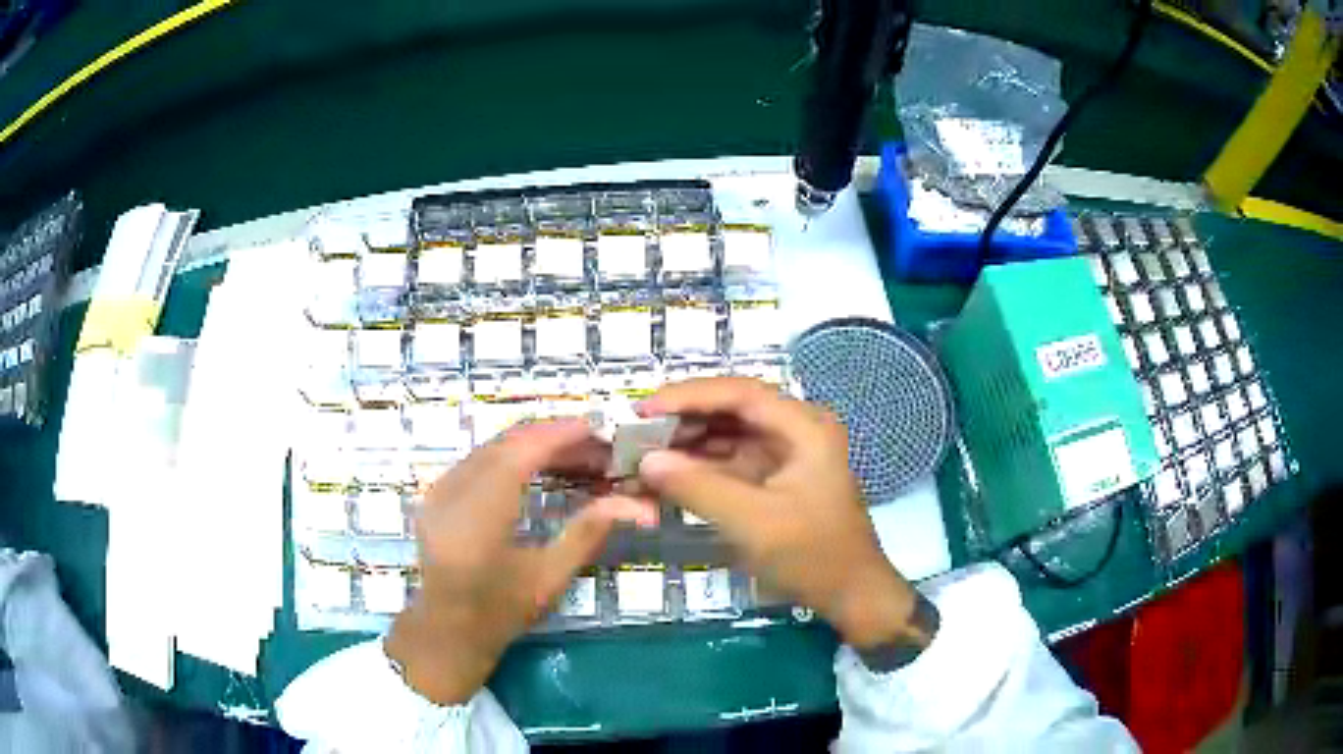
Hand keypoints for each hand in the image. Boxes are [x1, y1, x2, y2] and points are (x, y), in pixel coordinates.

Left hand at [386, 419, 654, 704]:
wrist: (446, 629)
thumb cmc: (500, 612)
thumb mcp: (549, 578)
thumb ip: (588, 532)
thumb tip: (638, 504)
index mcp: (477, 518)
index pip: (519, 455)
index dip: (559, 435)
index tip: (598, 427)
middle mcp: (451, 494)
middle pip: (505, 444)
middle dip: (553, 436)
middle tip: (597, 445)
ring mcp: (437, 490)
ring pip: (491, 447)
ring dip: (534, 443)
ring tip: (577, 454)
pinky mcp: (435, 492)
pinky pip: (478, 458)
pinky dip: (512, 454)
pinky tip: (539, 465)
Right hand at [637, 377, 923, 650]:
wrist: (850, 593)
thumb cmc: (811, 555)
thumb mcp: (753, 522)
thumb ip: (698, 487)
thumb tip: (646, 460)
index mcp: (804, 427)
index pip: (740, 393)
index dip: (689, 396)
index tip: (644, 409)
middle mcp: (797, 429)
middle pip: (734, 408)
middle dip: (685, 418)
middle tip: (637, 430)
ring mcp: (787, 453)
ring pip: (730, 434)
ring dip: (689, 442)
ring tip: (644, 450)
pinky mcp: (776, 477)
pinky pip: (732, 460)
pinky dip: (701, 466)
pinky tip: (668, 472)